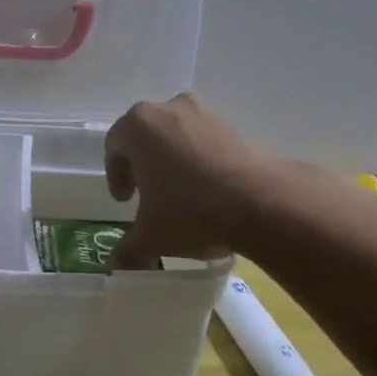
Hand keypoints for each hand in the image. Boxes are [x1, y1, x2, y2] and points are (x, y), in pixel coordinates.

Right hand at [104, 93, 280, 269]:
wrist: (262, 203)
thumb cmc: (191, 211)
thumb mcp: (151, 237)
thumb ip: (127, 249)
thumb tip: (115, 265)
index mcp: (138, 125)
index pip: (115, 146)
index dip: (115, 175)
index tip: (125, 201)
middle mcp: (168, 109)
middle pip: (144, 135)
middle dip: (142, 164)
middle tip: (147, 194)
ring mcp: (203, 113)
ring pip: (175, 134)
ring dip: (171, 159)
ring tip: (180, 193)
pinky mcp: (233, 124)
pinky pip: (203, 139)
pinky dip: (199, 158)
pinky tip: (209, 189)